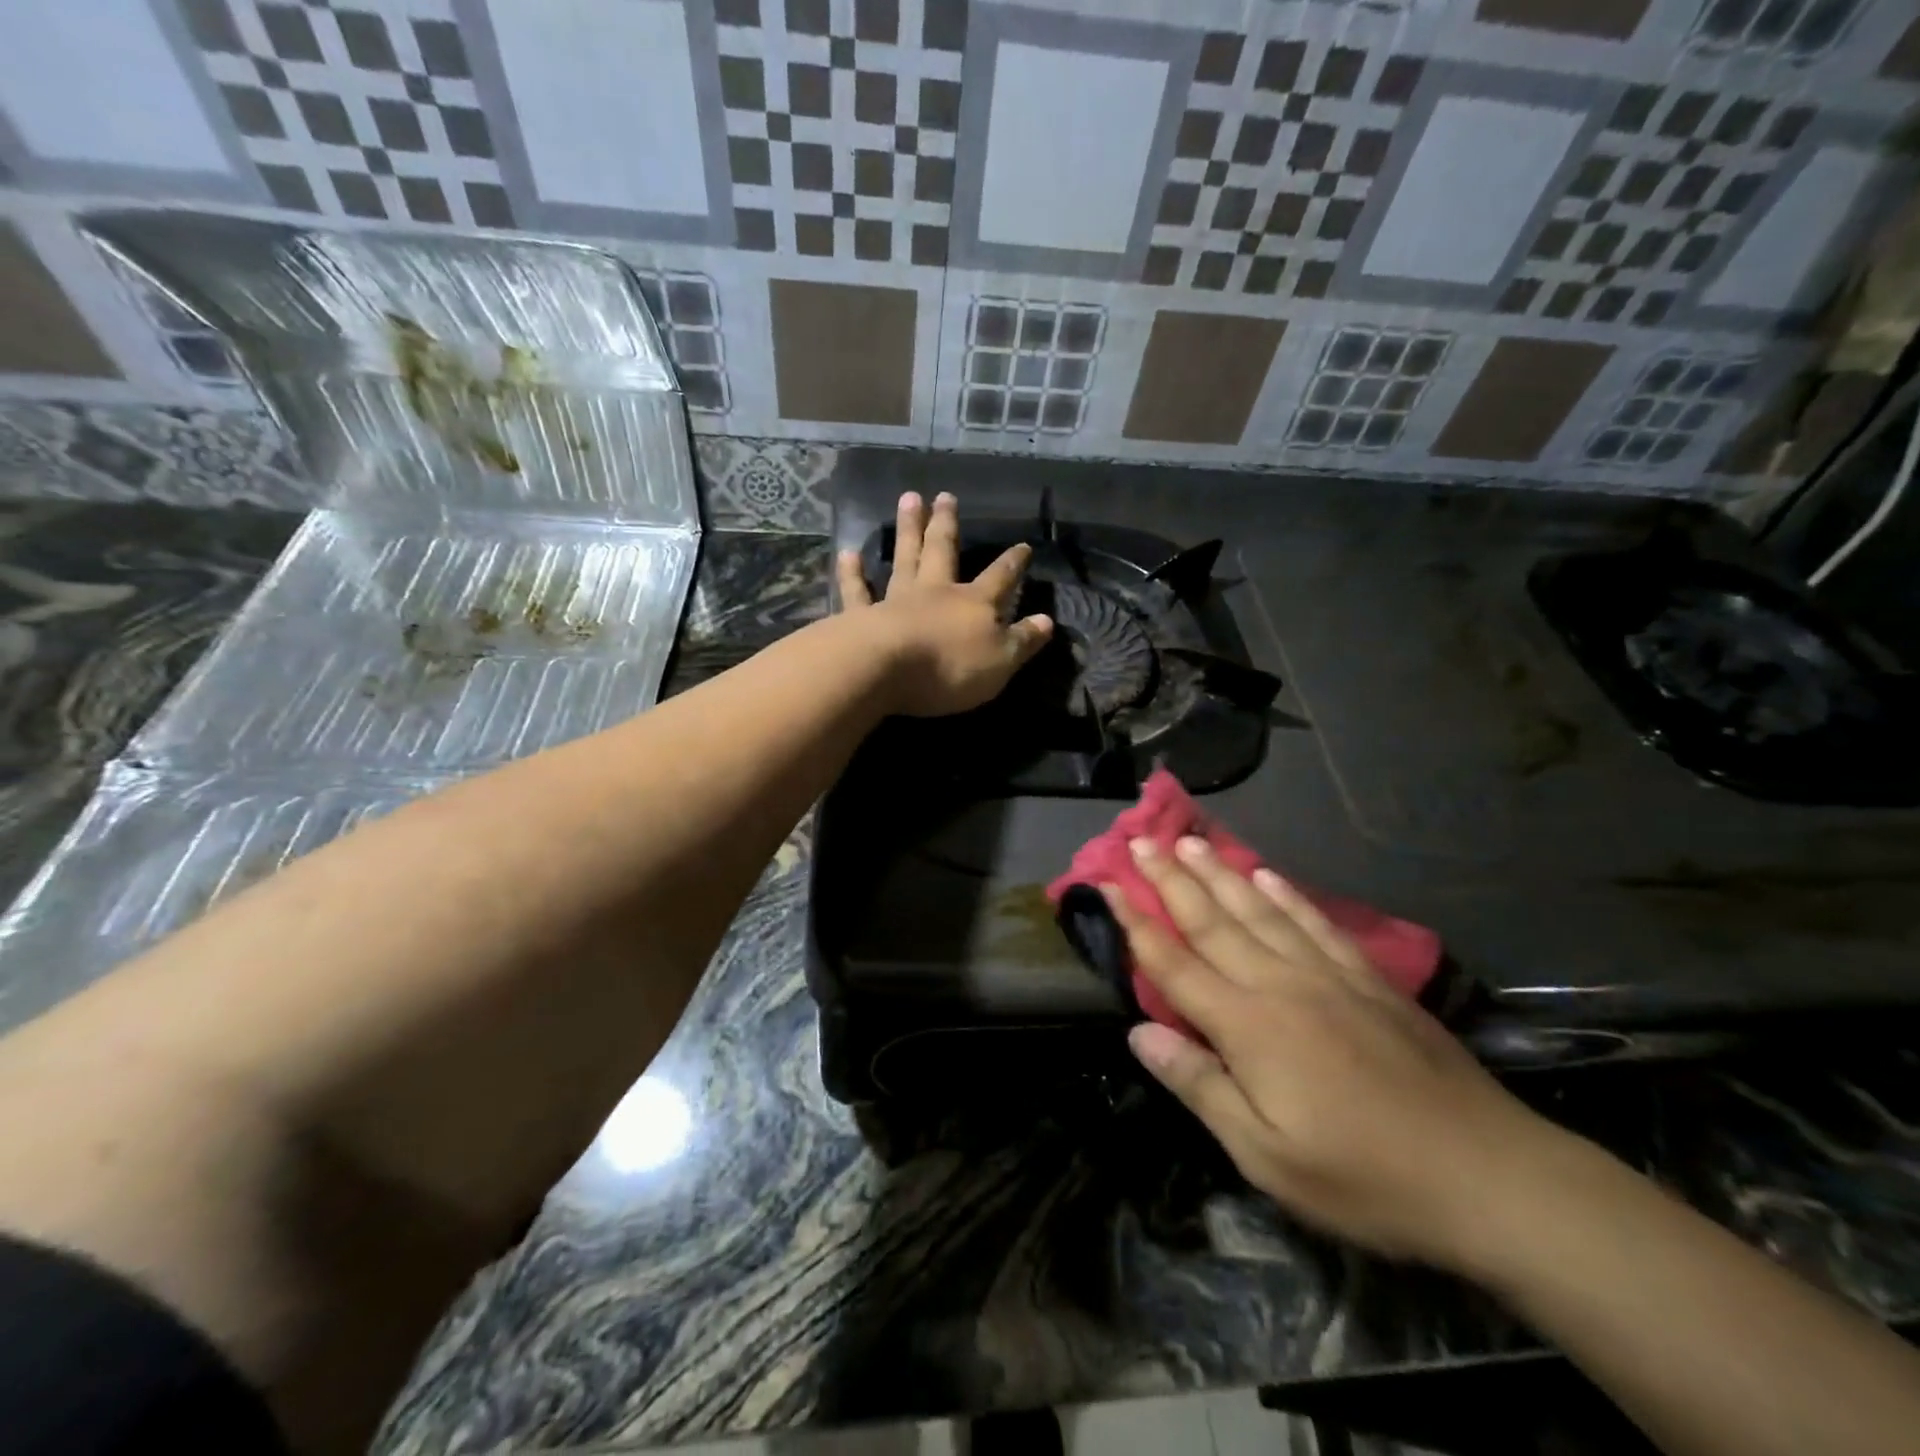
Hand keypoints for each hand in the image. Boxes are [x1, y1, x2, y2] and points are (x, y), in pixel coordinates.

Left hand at [837, 491, 1053, 717]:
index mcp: (973, 603)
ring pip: (904, 558)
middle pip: (943, 550)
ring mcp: (897, 600)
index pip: (1000, 578)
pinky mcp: (862, 616)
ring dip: (907, 529)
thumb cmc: (950, 668)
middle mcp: (935, 592)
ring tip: (908, 500)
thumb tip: (1047, 621)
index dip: (1014, 563)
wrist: (886, 669)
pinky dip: (852, 573)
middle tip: (945, 495)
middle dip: (947, 524)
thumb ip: (1024, 641)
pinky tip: (848, 554)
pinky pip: (857, 591)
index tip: (1023, 545)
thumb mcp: (1001, 661)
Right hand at [1106, 837, 1566, 1271]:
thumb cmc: (1364, 1177)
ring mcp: (1329, 975)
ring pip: (1260, 910)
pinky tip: (1268, 874)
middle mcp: (1281, 984)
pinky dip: (1287, 895)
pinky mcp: (1370, 980)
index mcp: (1248, 1026)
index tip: (1107, 884)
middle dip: (1171, 879)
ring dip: (1220, 874)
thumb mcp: (1266, 1156)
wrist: (1488, 1175)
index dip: (1136, 923)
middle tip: (1141, 840)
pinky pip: (1316, 924)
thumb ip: (1199, 1086)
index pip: (1174, 963)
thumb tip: (1139, 1033)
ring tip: (1191, 841)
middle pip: (1213, 921)